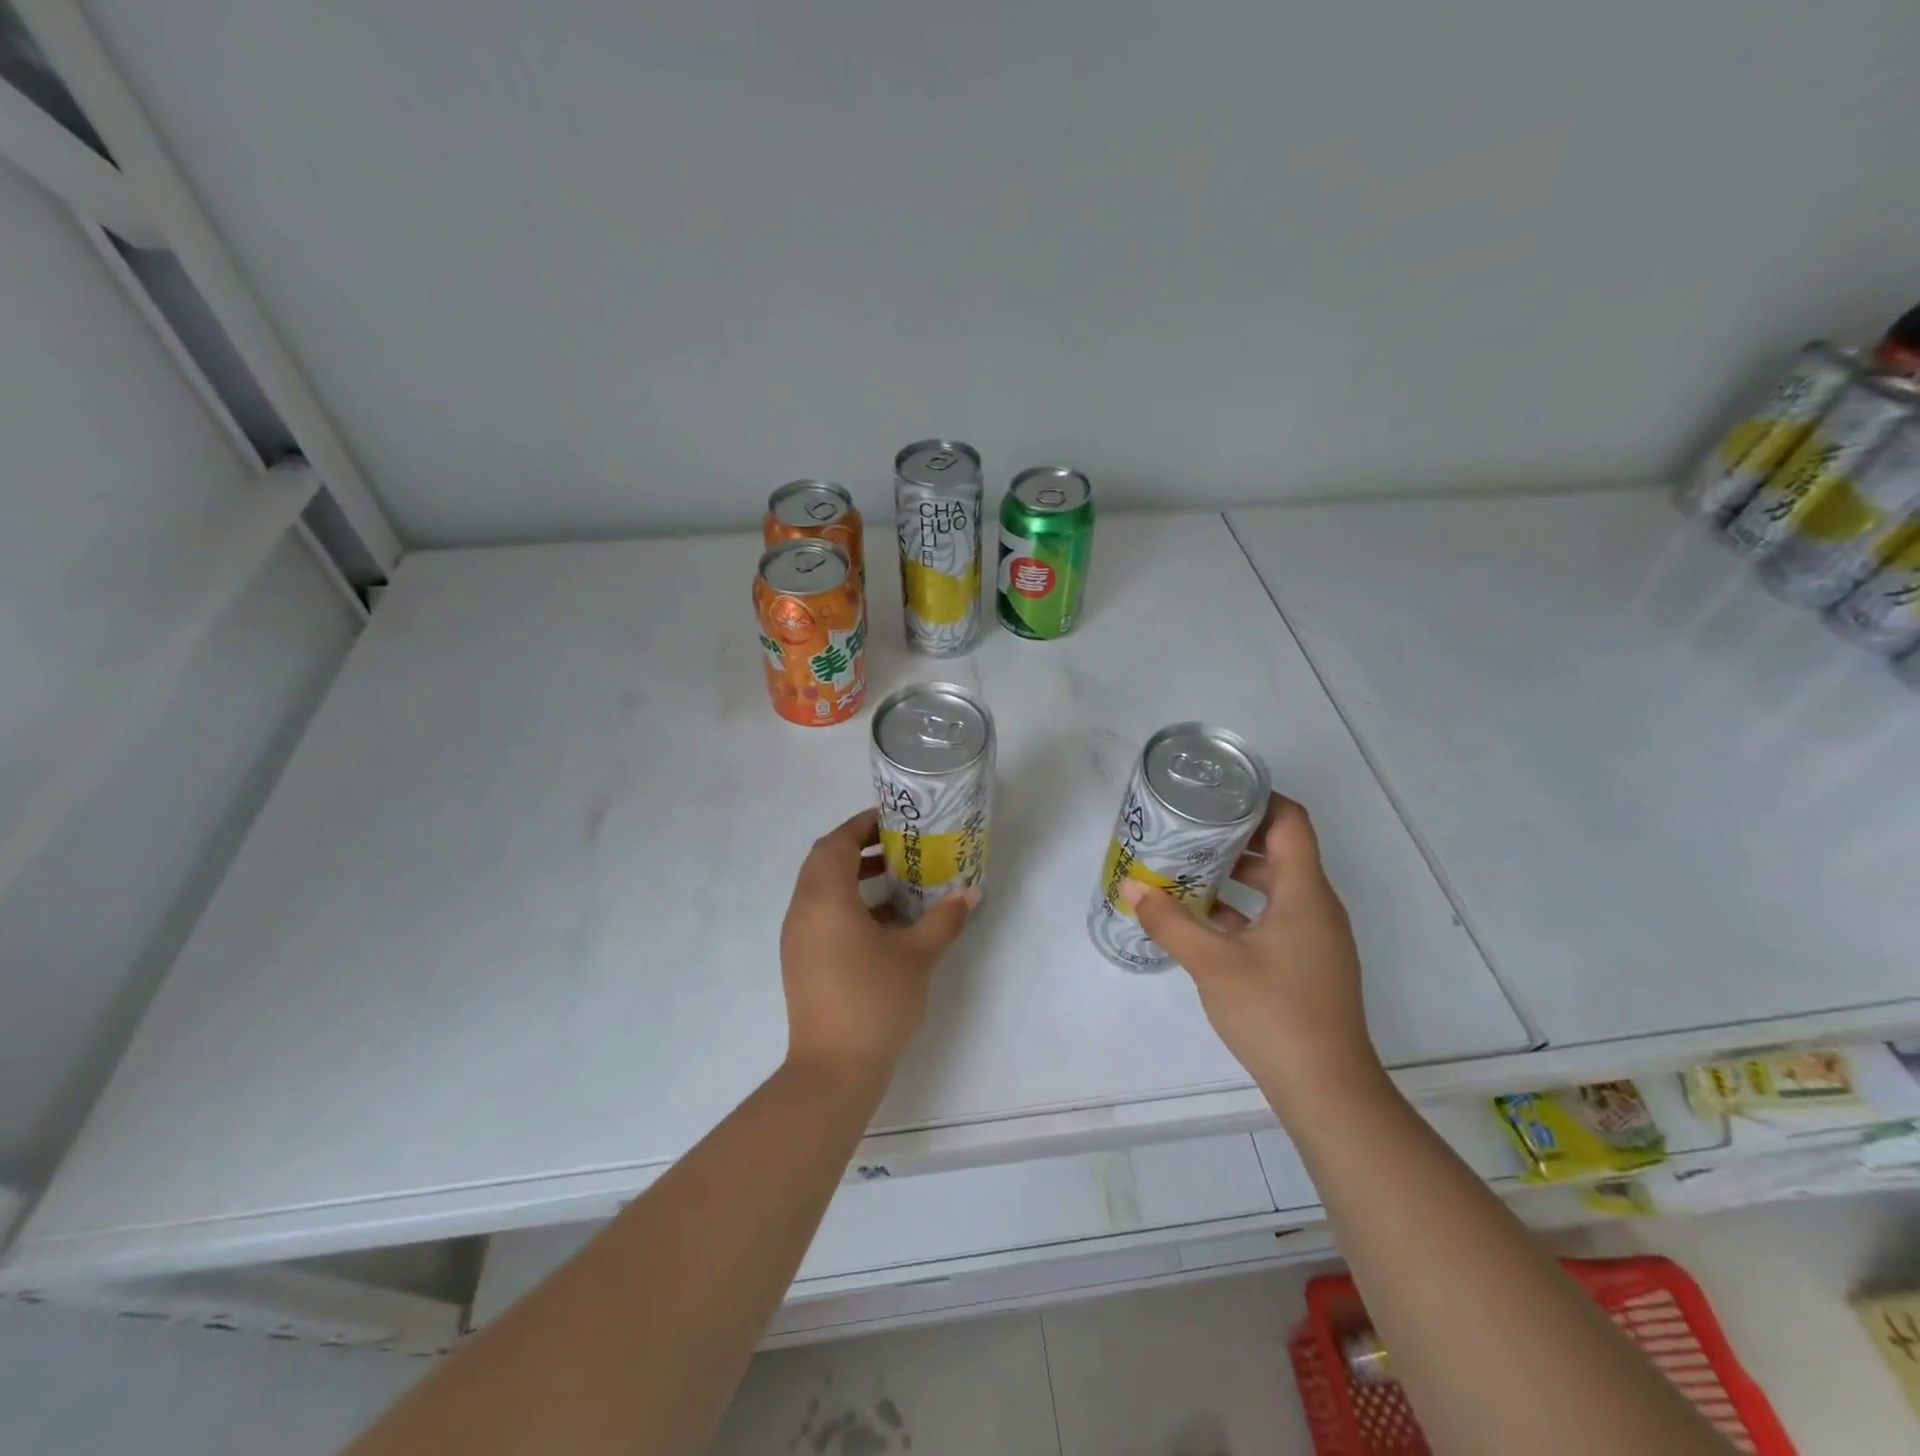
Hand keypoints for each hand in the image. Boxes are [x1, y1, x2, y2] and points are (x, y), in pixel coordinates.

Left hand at [780, 808, 976, 1085]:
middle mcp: (803, 910)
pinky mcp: (801, 961)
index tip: (892, 821)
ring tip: (897, 882)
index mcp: (825, 898)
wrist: (833, 1070)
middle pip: (824, 862)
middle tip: (897, 847)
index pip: (836, 843)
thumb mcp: (917, 956)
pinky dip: (848, 906)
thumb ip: (943, 919)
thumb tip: (969, 893)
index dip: (861, 826)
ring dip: (854, 878)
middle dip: (859, 848)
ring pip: (821, 890)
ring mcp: (798, 938)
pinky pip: (821, 916)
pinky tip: (886, 924)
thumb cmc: (875, 1001)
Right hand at [1120, 795, 1381, 1114]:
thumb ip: (1170, 923)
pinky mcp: (1308, 964)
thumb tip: (1132, 889)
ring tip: (1188, 869)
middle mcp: (1317, 907)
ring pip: (1276, 887)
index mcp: (1305, 893)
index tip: (1216, 793)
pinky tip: (1203, 919)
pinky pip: (1275, 918)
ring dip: (1235, 875)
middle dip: (1235, 836)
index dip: (1258, 799)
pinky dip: (1243, 909)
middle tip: (1189, 829)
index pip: (1291, 822)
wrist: (1327, 1090)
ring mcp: (1316, 938)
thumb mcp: (1213, 964)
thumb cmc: (1275, 1013)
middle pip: (1281, 851)